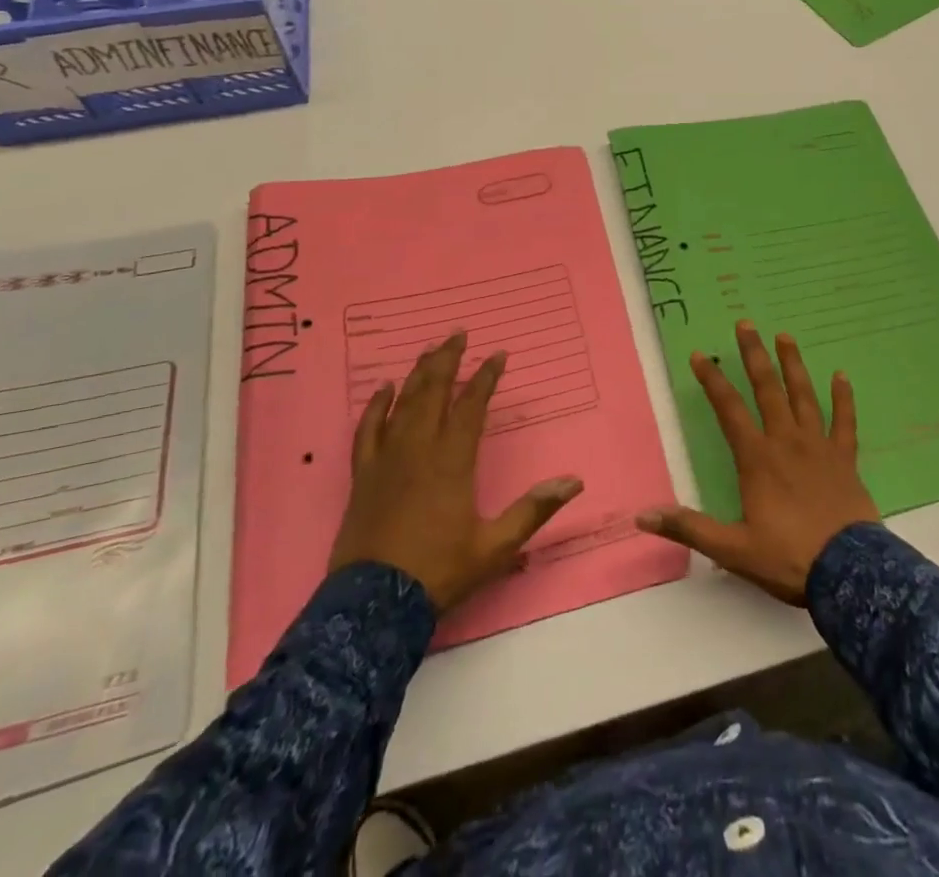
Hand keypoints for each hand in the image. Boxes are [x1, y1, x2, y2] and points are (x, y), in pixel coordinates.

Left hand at [329, 331, 583, 610]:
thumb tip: (574, 482)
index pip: (471, 406)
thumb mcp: (495, 546)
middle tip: (458, 334)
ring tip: (430, 349)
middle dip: (448, 359)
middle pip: (433, 391)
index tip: (497, 355)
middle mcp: (419, 449)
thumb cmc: (439, 571)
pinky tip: (383, 388)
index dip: (485, 378)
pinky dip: (376, 405)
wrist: (373, 605)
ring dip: (418, 373)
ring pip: (403, 403)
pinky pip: (368, 429)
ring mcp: (388, 459)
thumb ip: (534, 510)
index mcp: (453, 460)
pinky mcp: (364, 474)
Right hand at [637, 321, 878, 604]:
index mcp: (757, 459)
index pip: (729, 410)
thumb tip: (643, 516)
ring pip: (804, 396)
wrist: (849, 574)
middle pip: (768, 390)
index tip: (701, 355)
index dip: (713, 381)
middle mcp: (786, 441)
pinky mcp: (845, 458)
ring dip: (793, 365)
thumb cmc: (788, 558)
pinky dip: (844, 398)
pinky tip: (842, 376)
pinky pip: (845, 421)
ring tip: (785, 336)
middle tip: (746, 324)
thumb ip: (689, 528)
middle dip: (754, 356)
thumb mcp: (732, 549)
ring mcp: (819, 446)